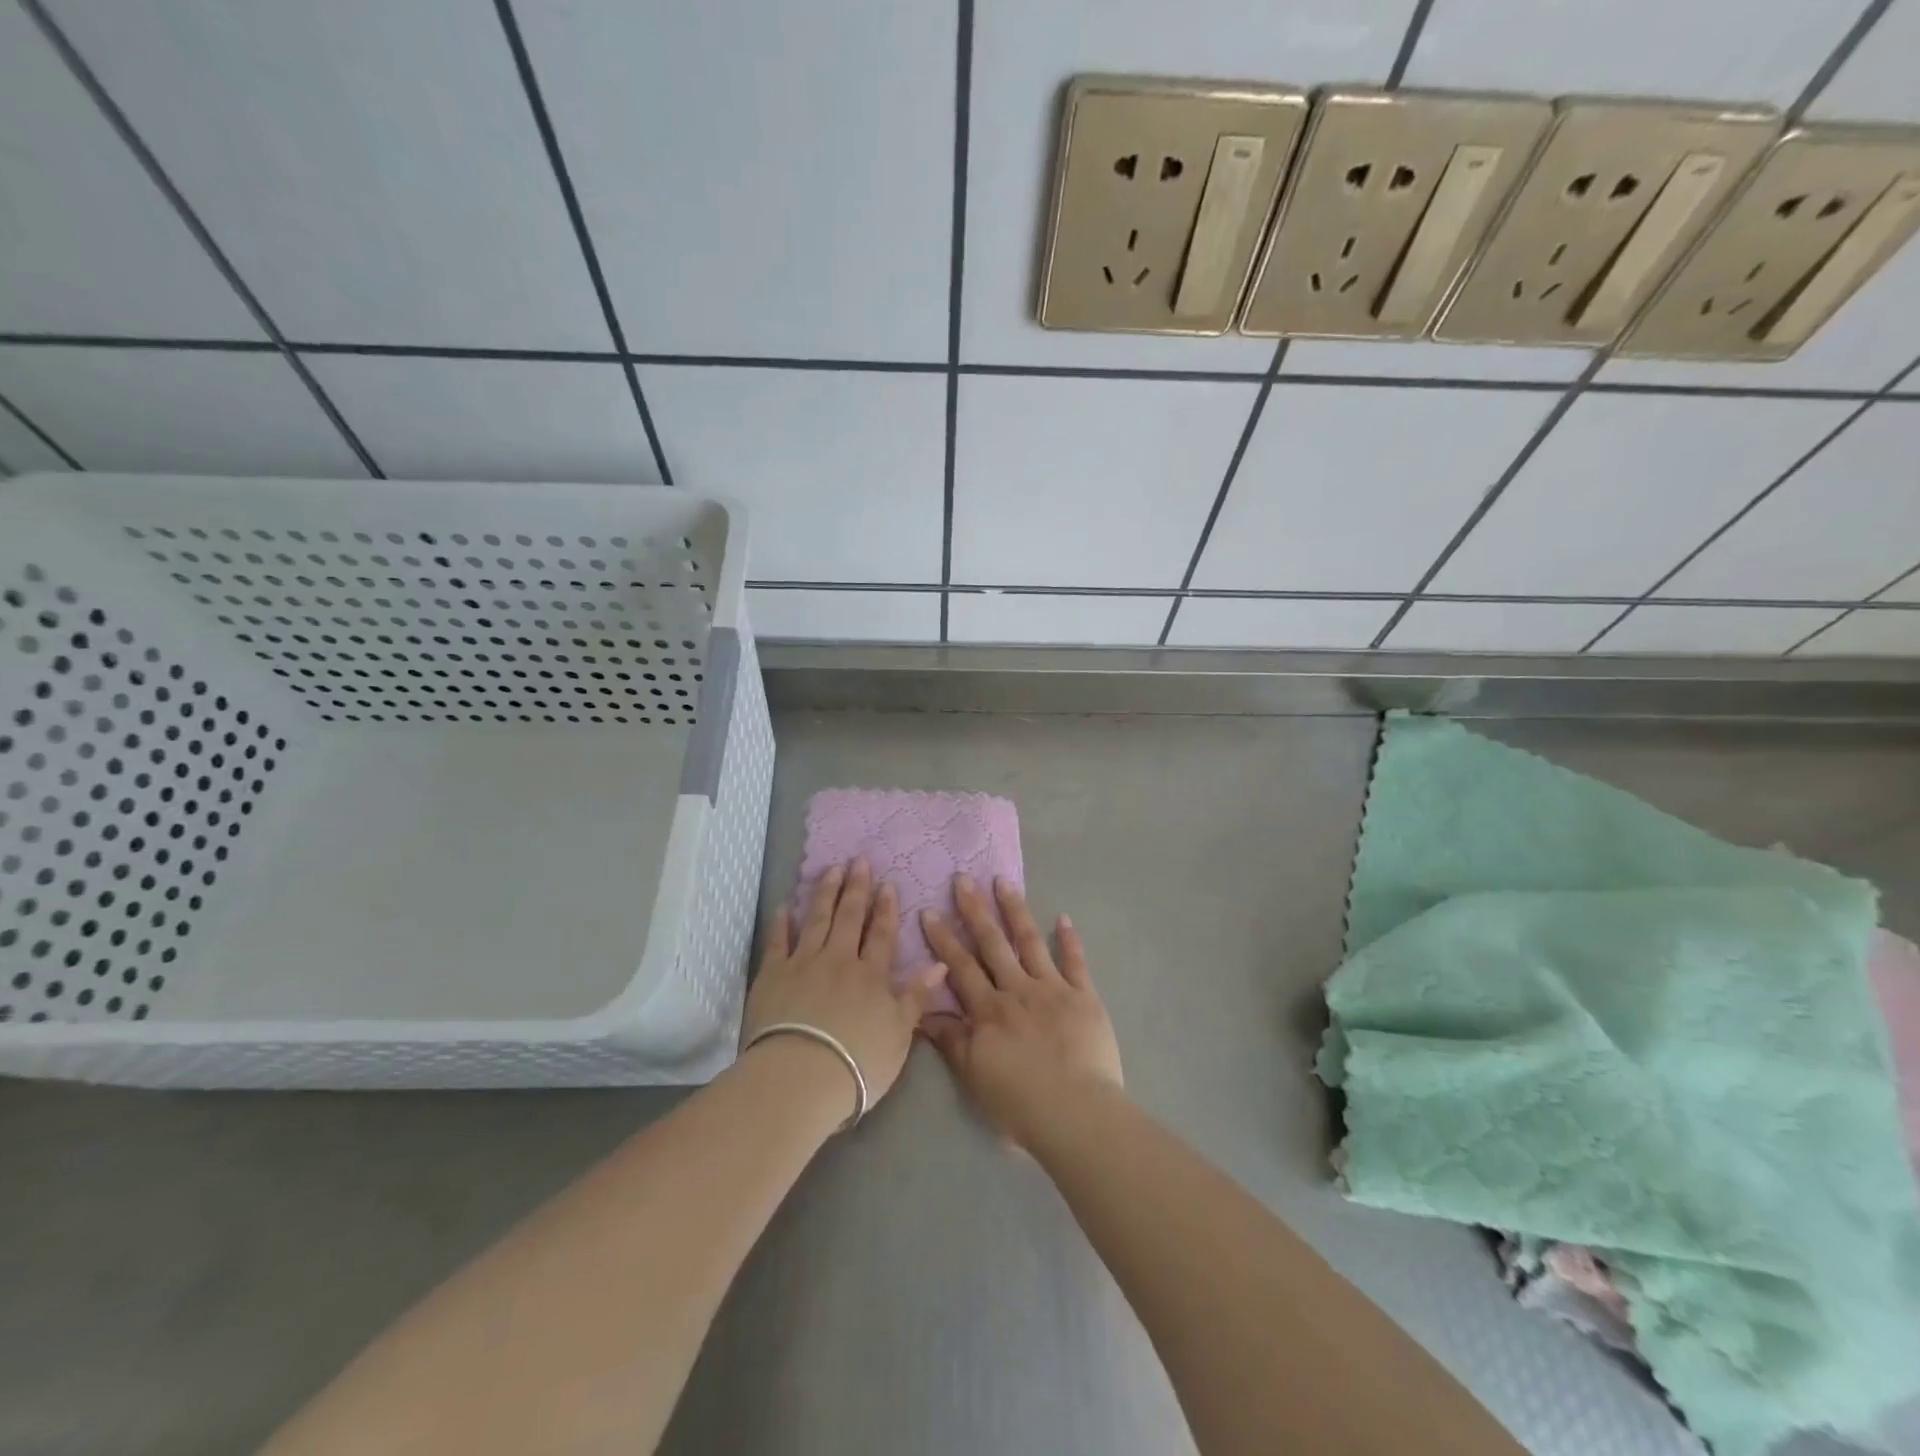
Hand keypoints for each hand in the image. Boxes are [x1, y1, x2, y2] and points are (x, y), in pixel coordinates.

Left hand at [744, 858, 949, 1114]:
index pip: (882, 934)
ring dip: (825, 893)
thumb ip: (916, 997)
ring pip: (817, 920)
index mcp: (871, 976)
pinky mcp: (773, 975)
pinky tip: (785, 907)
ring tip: (831, 870)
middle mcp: (839, 960)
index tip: (888, 884)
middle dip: (856, 888)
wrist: (800, 1077)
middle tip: (859, 861)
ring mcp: (804, 964)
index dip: (886, 909)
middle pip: (849, 918)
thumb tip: (940, 964)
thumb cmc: (857, 1063)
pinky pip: (778, 942)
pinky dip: (782, 923)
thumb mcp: (899, 1034)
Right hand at [920, 875, 1122, 1148]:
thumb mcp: (974, 1077)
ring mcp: (1052, 989)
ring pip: (1030, 942)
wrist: (1076, 1113)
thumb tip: (922, 1015)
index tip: (929, 911)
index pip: (960, 967)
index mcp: (989, 1010)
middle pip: (992, 944)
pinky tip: (1063, 918)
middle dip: (975, 910)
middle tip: (963, 879)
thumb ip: (951, 1041)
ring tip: (1003, 881)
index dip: (943, 939)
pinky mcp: (1084, 997)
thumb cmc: (1020, 1102)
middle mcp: (1017, 990)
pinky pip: (1076, 962)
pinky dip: (1069, 939)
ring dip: (1015, 910)